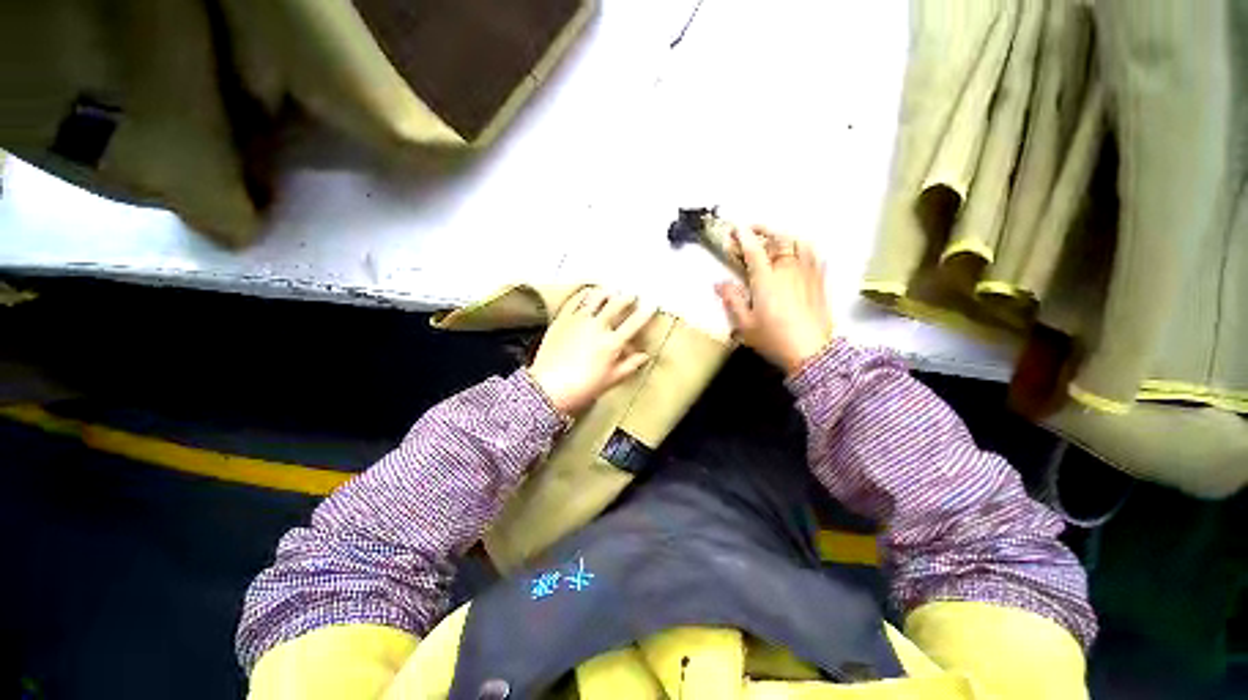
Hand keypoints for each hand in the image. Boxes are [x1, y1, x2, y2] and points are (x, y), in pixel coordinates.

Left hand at [528, 288, 655, 414]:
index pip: (634, 323)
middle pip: (617, 305)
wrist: (549, 388)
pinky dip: (584, 294)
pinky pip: (575, 301)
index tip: (652, 306)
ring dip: (606, 292)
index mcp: (612, 343)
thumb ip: (630, 365)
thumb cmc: (581, 388)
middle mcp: (597, 327)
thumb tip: (643, 357)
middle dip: (627, 298)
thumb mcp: (612, 379)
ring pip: (596, 298)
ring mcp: (579, 321)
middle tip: (632, 295)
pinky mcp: (562, 320)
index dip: (646, 312)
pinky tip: (587, 292)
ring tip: (611, 290)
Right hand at [715, 225, 833, 373]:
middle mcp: (787, 271)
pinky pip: (814, 256)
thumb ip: (732, 300)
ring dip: (785, 235)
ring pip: (799, 244)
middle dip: (764, 230)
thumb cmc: (773, 338)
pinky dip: (804, 247)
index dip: (743, 237)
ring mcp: (806, 274)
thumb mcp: (745, 324)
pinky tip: (799, 252)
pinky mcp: (819, 282)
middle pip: (778, 240)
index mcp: (766, 280)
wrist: (811, 352)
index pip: (754, 251)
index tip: (735, 228)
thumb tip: (719, 283)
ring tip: (776, 237)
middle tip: (752, 229)